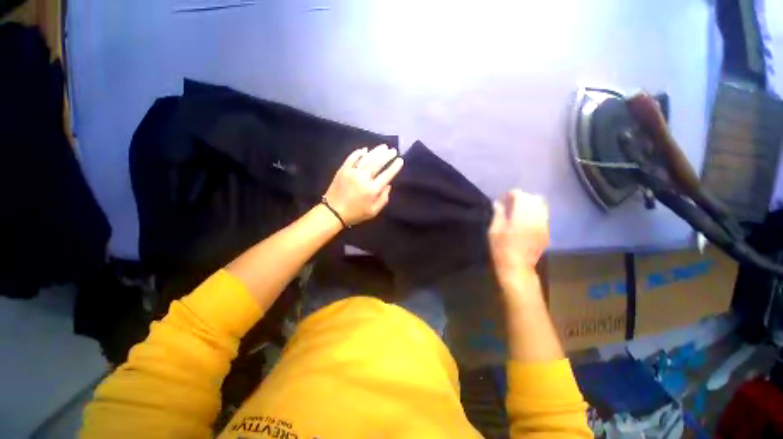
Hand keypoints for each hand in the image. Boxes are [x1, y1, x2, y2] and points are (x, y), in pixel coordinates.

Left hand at [323, 144, 403, 225]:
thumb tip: (388, 185)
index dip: (394, 167)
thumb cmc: (356, 214)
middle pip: (377, 163)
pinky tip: (365, 149)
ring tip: (384, 147)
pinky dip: (358, 153)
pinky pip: (351, 158)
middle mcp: (363, 178)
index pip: (386, 175)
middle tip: (393, 150)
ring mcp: (352, 172)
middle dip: (387, 155)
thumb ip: (383, 199)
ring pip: (366, 158)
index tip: (400, 160)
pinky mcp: (343, 170)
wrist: (333, 212)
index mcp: (372, 190)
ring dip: (376, 151)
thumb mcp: (373, 211)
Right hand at [488, 190, 548, 293]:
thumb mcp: (494, 230)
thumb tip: (498, 202)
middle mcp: (535, 218)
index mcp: (521, 217)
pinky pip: (544, 215)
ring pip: (541, 205)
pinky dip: (535, 212)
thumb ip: (498, 213)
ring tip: (519, 209)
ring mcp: (543, 225)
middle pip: (533, 198)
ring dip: (530, 203)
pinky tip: (526, 218)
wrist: (517, 267)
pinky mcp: (546, 231)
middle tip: (511, 202)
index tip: (504, 197)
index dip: (512, 194)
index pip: (520, 196)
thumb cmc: (501, 248)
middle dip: (522, 197)